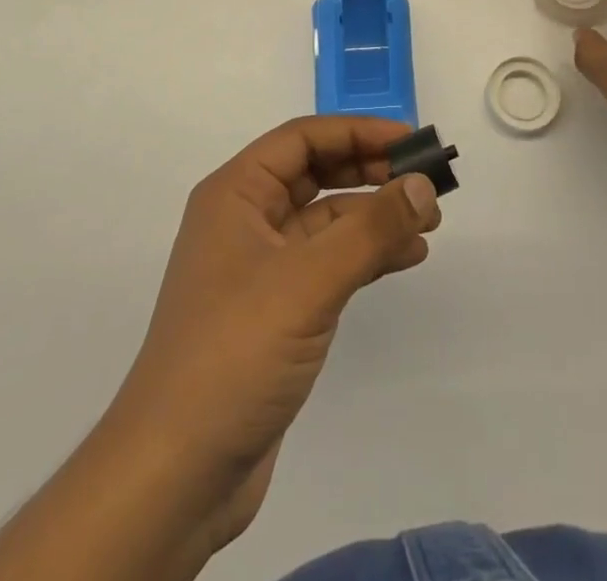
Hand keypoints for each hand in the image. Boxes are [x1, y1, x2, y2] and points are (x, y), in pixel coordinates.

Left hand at [105, 117, 440, 554]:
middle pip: (316, 174)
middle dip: (372, 172)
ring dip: (376, 215)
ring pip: (327, 220)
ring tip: (429, 223)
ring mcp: (261, 267)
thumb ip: (370, 230)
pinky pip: (329, 262)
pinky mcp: (277, 310)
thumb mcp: (307, 282)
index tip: (412, 141)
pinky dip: (367, 255)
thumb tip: (423, 185)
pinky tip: (407, 257)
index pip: (303, 139)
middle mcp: (245, 220)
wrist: (177, 474)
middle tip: (427, 181)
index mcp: (235, 194)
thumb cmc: (234, 353)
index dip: (358, 132)